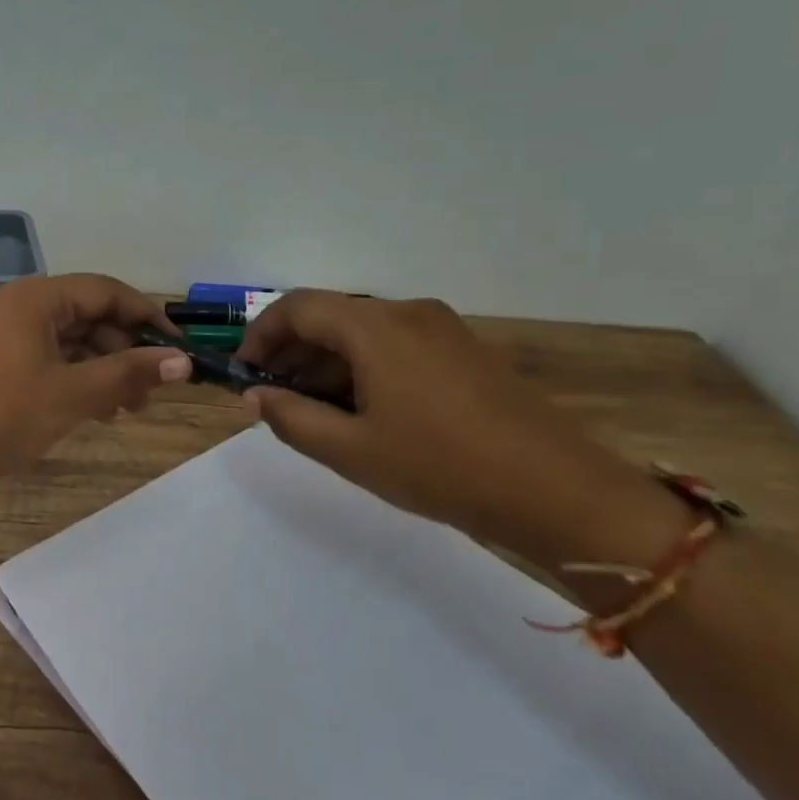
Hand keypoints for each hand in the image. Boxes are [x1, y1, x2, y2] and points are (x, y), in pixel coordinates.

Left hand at [0, 273, 190, 496]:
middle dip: (123, 351)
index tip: (177, 349)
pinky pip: (43, 358)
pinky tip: (89, 411)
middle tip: (150, 393)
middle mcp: (17, 306)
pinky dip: (71, 379)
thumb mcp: (72, 395)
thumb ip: (129, 373)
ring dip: (100, 370)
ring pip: (66, 341)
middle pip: (87, 315)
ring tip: (124, 410)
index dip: (147, 316)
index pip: (107, 291)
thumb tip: (183, 362)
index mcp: (36, 298)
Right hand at [238, 292, 687, 568]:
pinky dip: (363, 370)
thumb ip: (291, 418)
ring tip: (312, 413)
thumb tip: (255, 396)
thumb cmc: (440, 467)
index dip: (260, 335)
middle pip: (331, 318)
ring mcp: (442, 330)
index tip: (243, 374)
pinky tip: (361, 412)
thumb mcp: (351, 450)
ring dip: (327, 365)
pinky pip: (396, 347)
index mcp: (376, 327)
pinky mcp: (464, 352)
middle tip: (272, 399)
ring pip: (364, 334)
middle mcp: (408, 313)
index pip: (297, 308)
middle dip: (292, 354)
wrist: (555, 491)